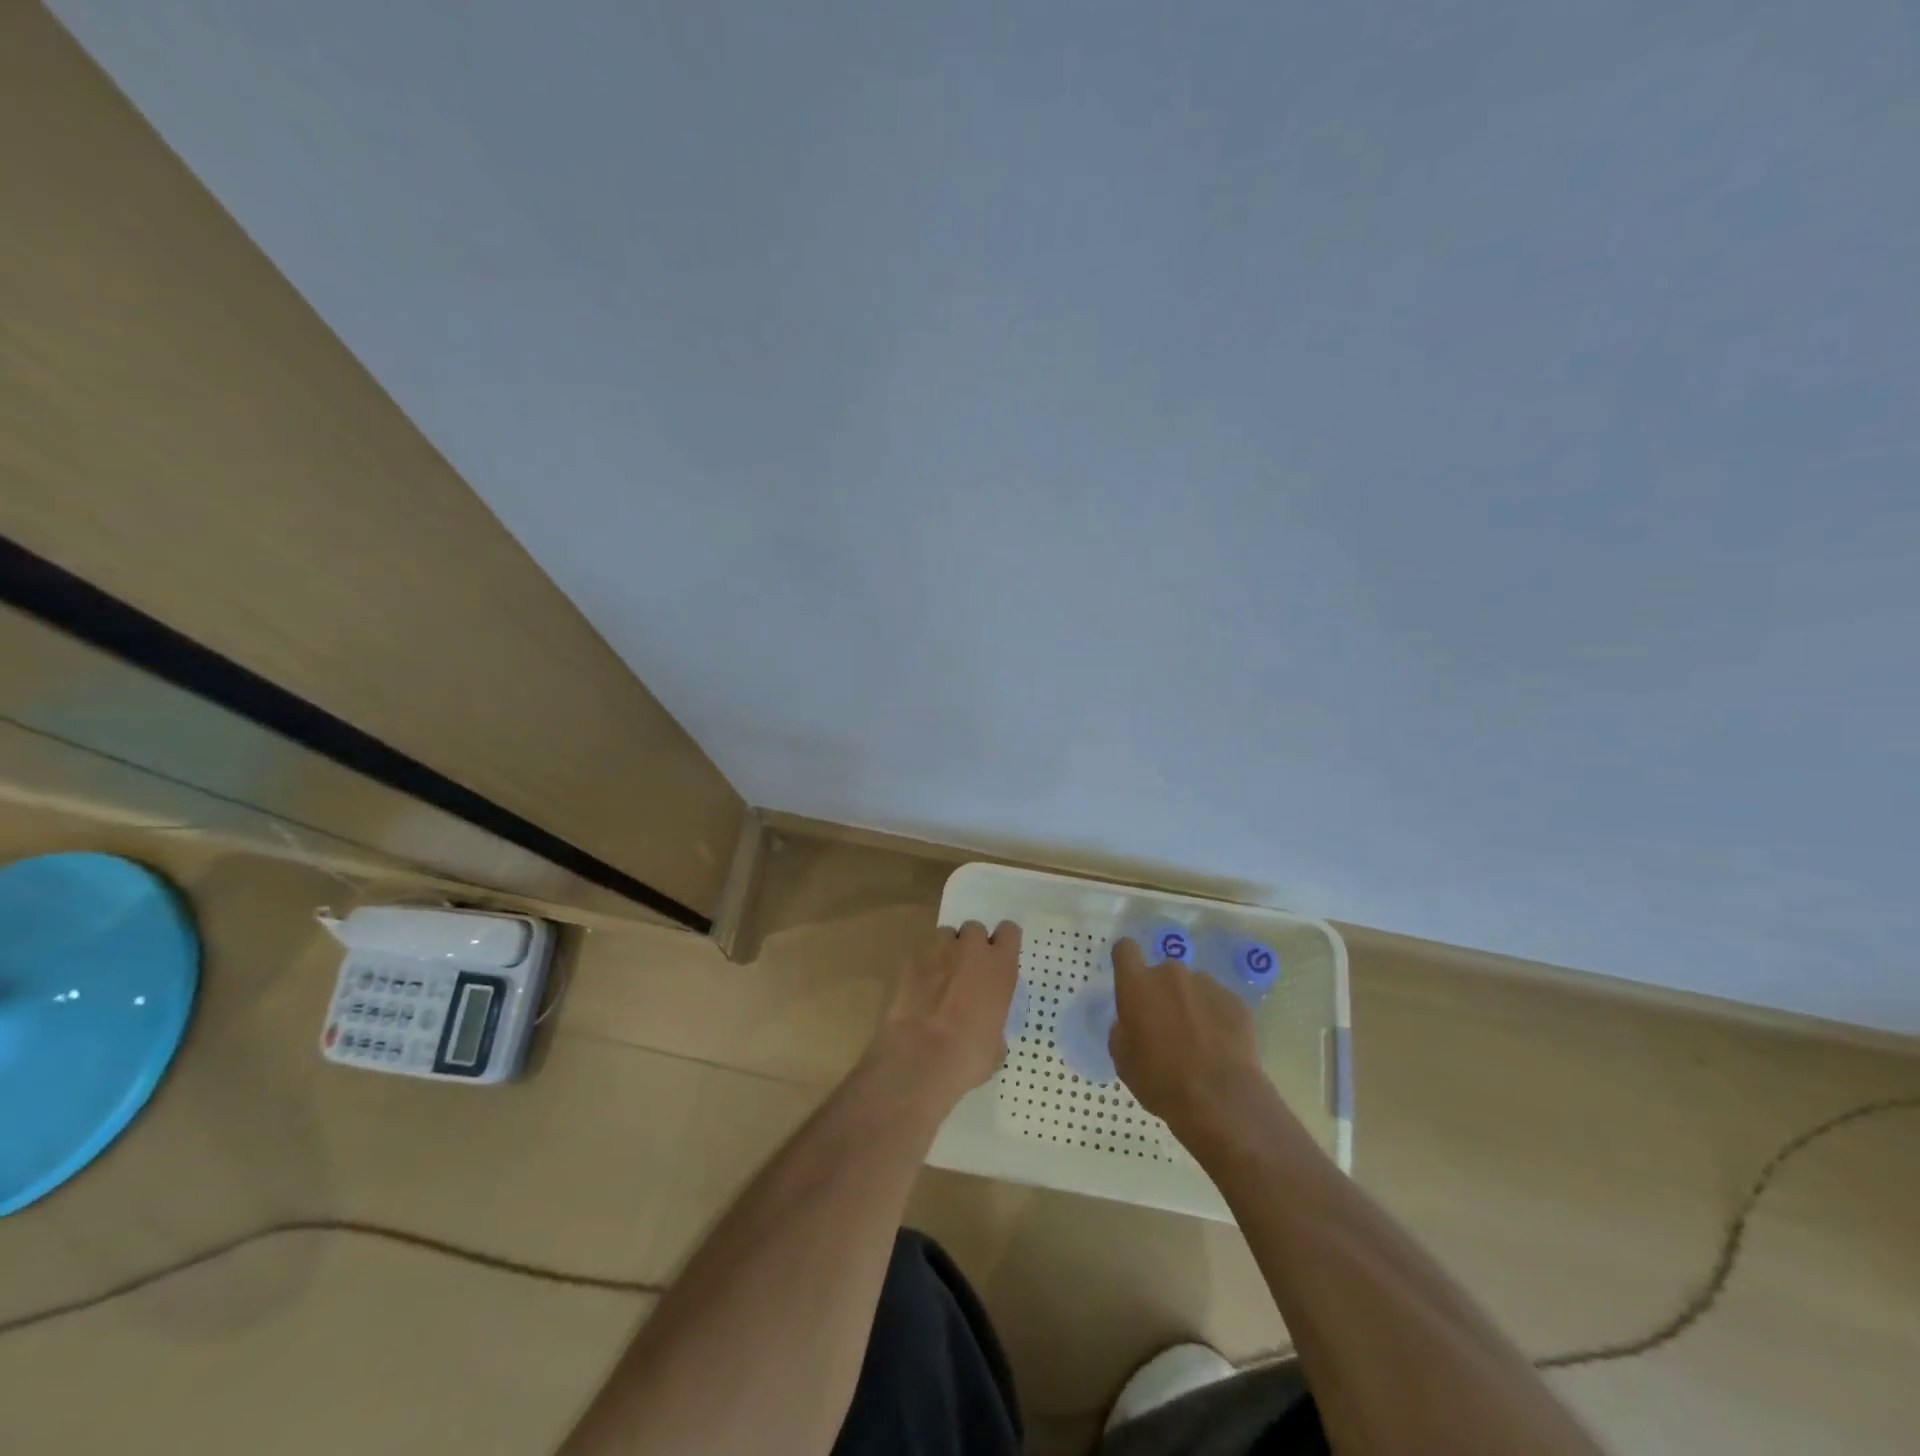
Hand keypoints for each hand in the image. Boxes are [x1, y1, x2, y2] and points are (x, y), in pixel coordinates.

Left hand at [868, 920, 1020, 1111]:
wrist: (919, 1056)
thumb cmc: (968, 1056)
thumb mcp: (996, 1046)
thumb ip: (994, 1023)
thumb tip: (987, 1029)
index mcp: (1000, 966)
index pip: (1009, 931)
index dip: (1002, 943)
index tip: (997, 957)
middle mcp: (971, 949)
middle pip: (974, 929)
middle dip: (971, 945)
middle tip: (966, 970)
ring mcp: (938, 949)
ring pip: (945, 935)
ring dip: (945, 951)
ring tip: (939, 976)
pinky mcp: (909, 958)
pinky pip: (921, 952)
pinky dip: (922, 965)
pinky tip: (918, 988)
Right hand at [1110, 936, 1269, 1145]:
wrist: (1219, 1099)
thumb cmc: (1160, 1080)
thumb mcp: (1123, 1059)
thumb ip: (1122, 1028)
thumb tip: (1131, 1021)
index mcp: (1137, 985)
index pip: (1125, 949)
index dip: (1126, 960)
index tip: (1129, 978)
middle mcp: (1171, 974)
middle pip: (1162, 972)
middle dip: (1163, 992)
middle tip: (1168, 1026)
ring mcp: (1206, 984)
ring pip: (1192, 987)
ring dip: (1191, 1004)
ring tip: (1200, 1040)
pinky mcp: (1235, 1000)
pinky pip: (1219, 1002)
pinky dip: (1216, 1017)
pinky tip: (1221, 1047)